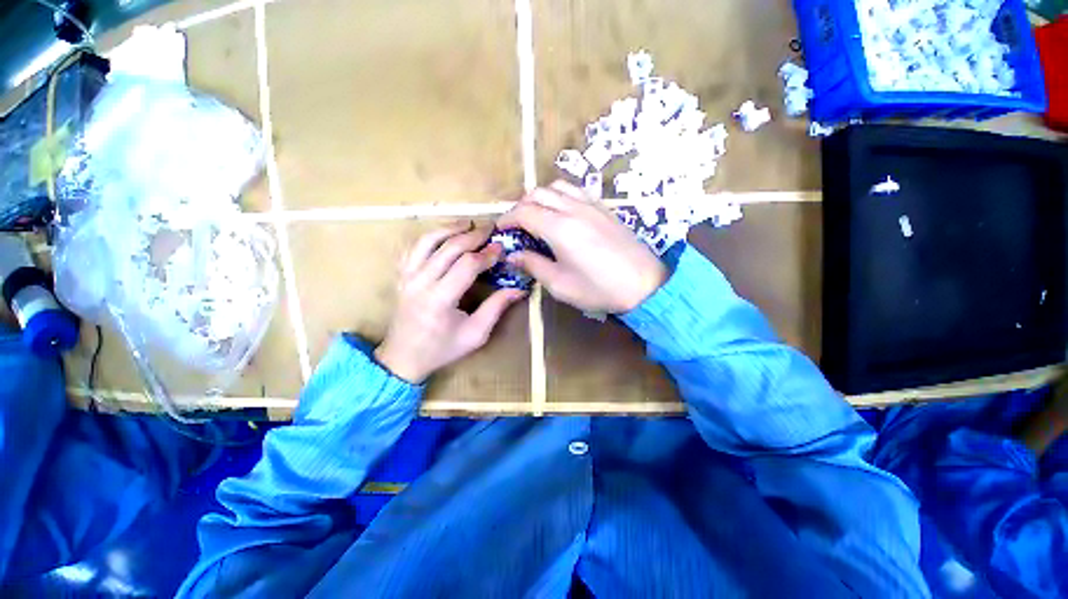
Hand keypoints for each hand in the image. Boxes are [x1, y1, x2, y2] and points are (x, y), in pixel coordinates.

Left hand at [375, 222, 526, 382]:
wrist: (403, 358)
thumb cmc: (442, 349)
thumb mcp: (476, 334)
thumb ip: (496, 307)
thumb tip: (520, 289)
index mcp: (440, 299)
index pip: (466, 265)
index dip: (486, 254)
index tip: (501, 248)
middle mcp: (420, 282)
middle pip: (448, 248)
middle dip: (472, 235)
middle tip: (490, 230)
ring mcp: (406, 276)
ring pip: (427, 241)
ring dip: (449, 228)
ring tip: (468, 224)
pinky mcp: (400, 276)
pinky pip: (412, 247)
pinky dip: (428, 236)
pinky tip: (442, 235)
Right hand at [497, 180, 666, 312]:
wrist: (644, 285)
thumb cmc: (599, 289)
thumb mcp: (560, 284)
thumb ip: (533, 265)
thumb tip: (513, 255)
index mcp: (559, 228)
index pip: (524, 212)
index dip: (508, 219)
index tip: (501, 229)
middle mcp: (573, 209)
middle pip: (538, 193)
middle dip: (521, 206)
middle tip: (517, 225)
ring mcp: (591, 205)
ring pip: (557, 186)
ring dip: (541, 197)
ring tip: (537, 215)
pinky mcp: (604, 208)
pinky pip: (576, 190)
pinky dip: (561, 195)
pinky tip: (562, 212)